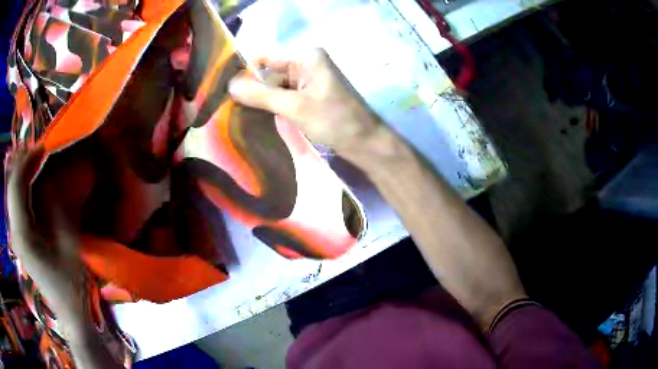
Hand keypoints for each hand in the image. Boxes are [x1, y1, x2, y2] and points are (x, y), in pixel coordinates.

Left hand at [6, 148, 91, 332]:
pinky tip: (31, 181)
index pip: (17, 186)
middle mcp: (15, 233)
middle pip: (12, 187)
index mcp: (23, 235)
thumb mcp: (69, 244)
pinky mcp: (19, 238)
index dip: (27, 161)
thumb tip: (51, 177)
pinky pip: (16, 204)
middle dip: (23, 163)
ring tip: (36, 160)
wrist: (69, 311)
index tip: (44, 147)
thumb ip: (57, 208)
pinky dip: (22, 187)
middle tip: (40, 150)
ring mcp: (16, 236)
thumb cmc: (71, 283)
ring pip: (12, 193)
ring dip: (22, 173)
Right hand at [229, 49, 389, 162]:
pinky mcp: (310, 93)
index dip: (244, 70)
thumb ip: (261, 95)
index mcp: (305, 56)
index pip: (265, 56)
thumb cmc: (334, 121)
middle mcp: (306, 62)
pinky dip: (273, 105)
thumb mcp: (294, 107)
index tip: (224, 87)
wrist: (365, 142)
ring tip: (239, 115)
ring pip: (275, 85)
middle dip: (252, 88)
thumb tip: (230, 85)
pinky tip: (259, 117)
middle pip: (269, 72)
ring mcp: (309, 78)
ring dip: (261, 99)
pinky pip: (285, 95)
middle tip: (228, 106)